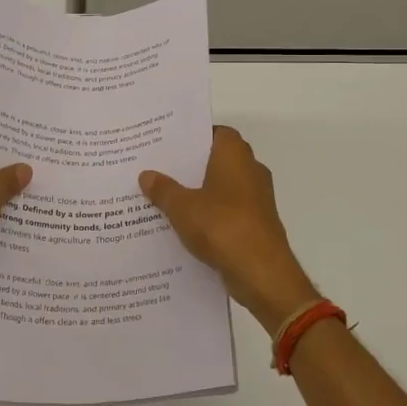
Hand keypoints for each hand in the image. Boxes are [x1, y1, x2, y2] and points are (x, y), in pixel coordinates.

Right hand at [140, 126, 318, 332]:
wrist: (261, 272)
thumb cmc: (221, 226)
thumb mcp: (182, 207)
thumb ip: (163, 189)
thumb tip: (146, 174)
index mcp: (235, 156)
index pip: (217, 133)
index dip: (195, 137)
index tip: (170, 145)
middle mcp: (251, 170)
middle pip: (219, 160)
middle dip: (193, 166)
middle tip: (161, 170)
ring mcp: (257, 199)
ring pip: (224, 188)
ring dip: (201, 193)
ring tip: (167, 198)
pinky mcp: (257, 224)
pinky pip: (229, 211)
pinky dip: (212, 215)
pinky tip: (186, 226)